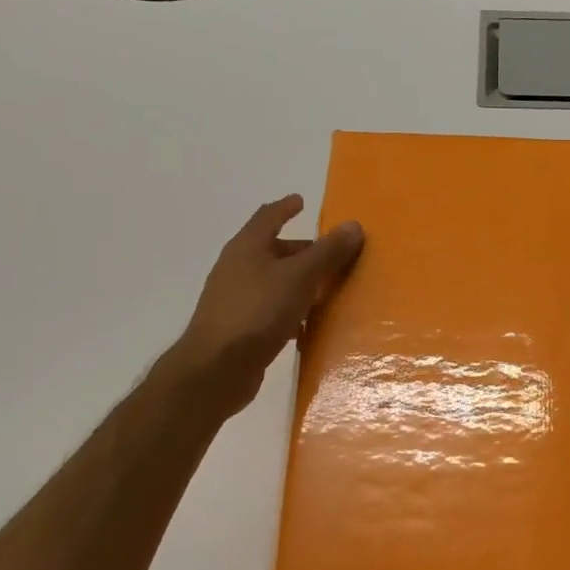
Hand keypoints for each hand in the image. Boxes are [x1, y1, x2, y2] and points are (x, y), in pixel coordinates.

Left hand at [172, 195, 363, 415]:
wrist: (217, 368)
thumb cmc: (258, 311)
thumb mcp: (300, 277)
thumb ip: (327, 252)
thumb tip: (353, 225)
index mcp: (248, 247)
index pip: (268, 216)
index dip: (285, 207)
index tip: (301, 201)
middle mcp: (238, 268)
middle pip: (273, 250)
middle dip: (302, 250)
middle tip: (331, 255)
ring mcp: (236, 299)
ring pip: (274, 282)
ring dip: (299, 283)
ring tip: (327, 290)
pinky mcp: (240, 328)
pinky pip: (272, 311)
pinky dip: (291, 312)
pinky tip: (309, 326)